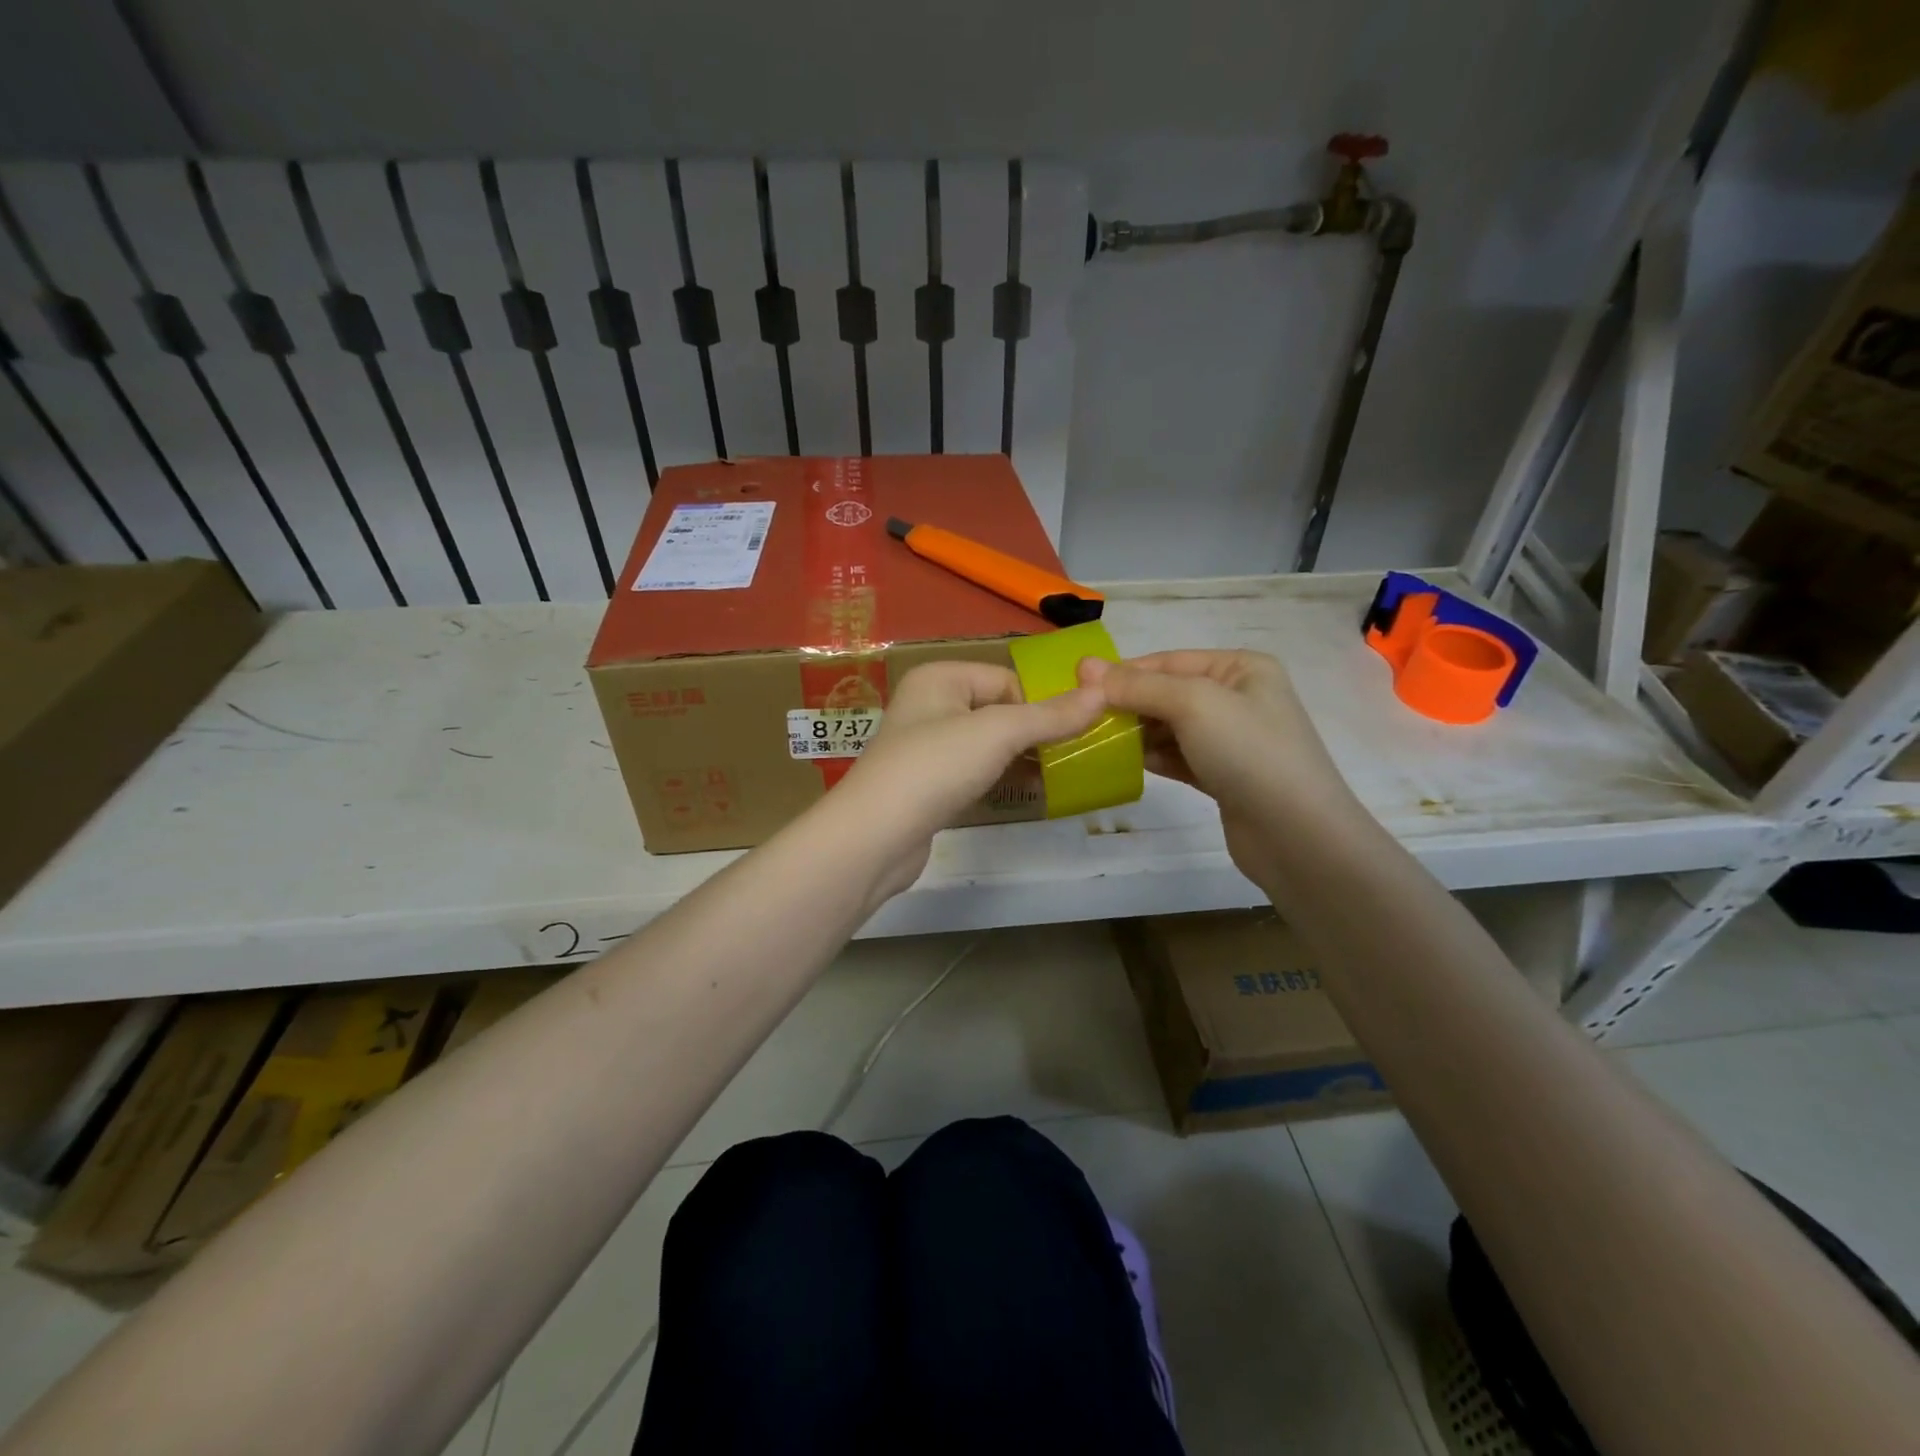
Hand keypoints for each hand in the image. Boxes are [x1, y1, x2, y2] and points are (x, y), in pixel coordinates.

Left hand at [835, 660, 1105, 900]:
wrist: (876, 836)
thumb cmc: (935, 767)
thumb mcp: (998, 733)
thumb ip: (1050, 716)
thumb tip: (1102, 693)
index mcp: (941, 678)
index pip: (1007, 679)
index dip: (1041, 703)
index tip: (1077, 731)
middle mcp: (930, 705)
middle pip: (999, 710)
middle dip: (1035, 732)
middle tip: (1075, 755)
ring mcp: (927, 747)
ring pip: (988, 744)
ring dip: (1022, 757)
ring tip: (1060, 775)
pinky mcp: (928, 785)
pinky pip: (975, 772)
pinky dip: (1001, 779)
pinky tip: (1028, 794)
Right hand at [1078, 650, 1359, 891]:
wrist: (1296, 835)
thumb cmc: (1248, 753)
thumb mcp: (1192, 704)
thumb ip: (1138, 686)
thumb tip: (1084, 666)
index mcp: (1241, 668)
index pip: (1169, 661)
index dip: (1123, 672)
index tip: (1078, 687)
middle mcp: (1239, 698)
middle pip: (1167, 693)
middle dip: (1128, 703)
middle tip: (1082, 718)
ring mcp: (1232, 740)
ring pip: (1170, 727)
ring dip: (1136, 732)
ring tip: (1096, 741)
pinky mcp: (1223, 776)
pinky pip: (1178, 756)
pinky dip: (1152, 757)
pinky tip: (1123, 763)